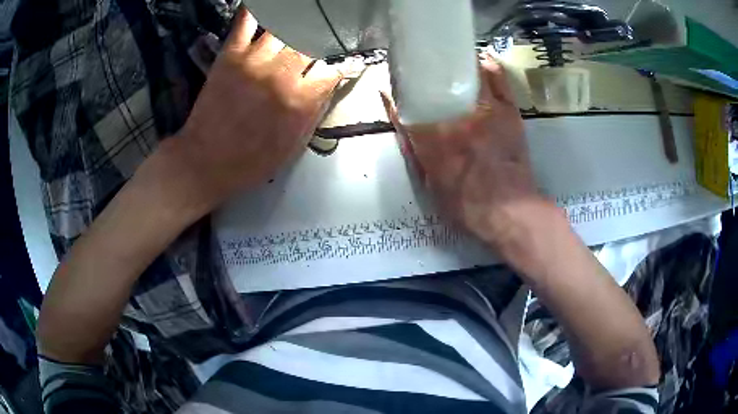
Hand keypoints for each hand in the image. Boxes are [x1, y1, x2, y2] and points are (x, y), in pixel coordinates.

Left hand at [176, 9, 341, 208]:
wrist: (205, 162)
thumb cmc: (250, 161)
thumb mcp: (292, 146)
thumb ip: (313, 111)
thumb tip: (330, 84)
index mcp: (299, 100)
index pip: (332, 70)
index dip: (341, 65)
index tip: (342, 63)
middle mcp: (281, 74)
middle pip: (310, 42)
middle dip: (320, 39)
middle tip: (320, 36)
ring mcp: (254, 61)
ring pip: (284, 27)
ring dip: (295, 22)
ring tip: (301, 19)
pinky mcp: (230, 56)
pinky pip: (245, 23)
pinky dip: (255, 10)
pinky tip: (265, 6)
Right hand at [382, 54, 557, 254]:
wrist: (510, 211)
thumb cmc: (466, 204)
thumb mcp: (429, 183)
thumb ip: (413, 149)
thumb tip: (400, 120)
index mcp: (433, 138)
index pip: (408, 103)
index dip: (397, 89)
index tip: (392, 81)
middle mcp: (458, 116)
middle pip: (438, 79)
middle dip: (426, 69)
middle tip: (422, 67)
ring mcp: (487, 109)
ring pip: (469, 71)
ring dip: (459, 62)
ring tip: (451, 61)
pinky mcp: (509, 110)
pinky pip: (498, 78)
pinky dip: (488, 67)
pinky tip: (481, 62)